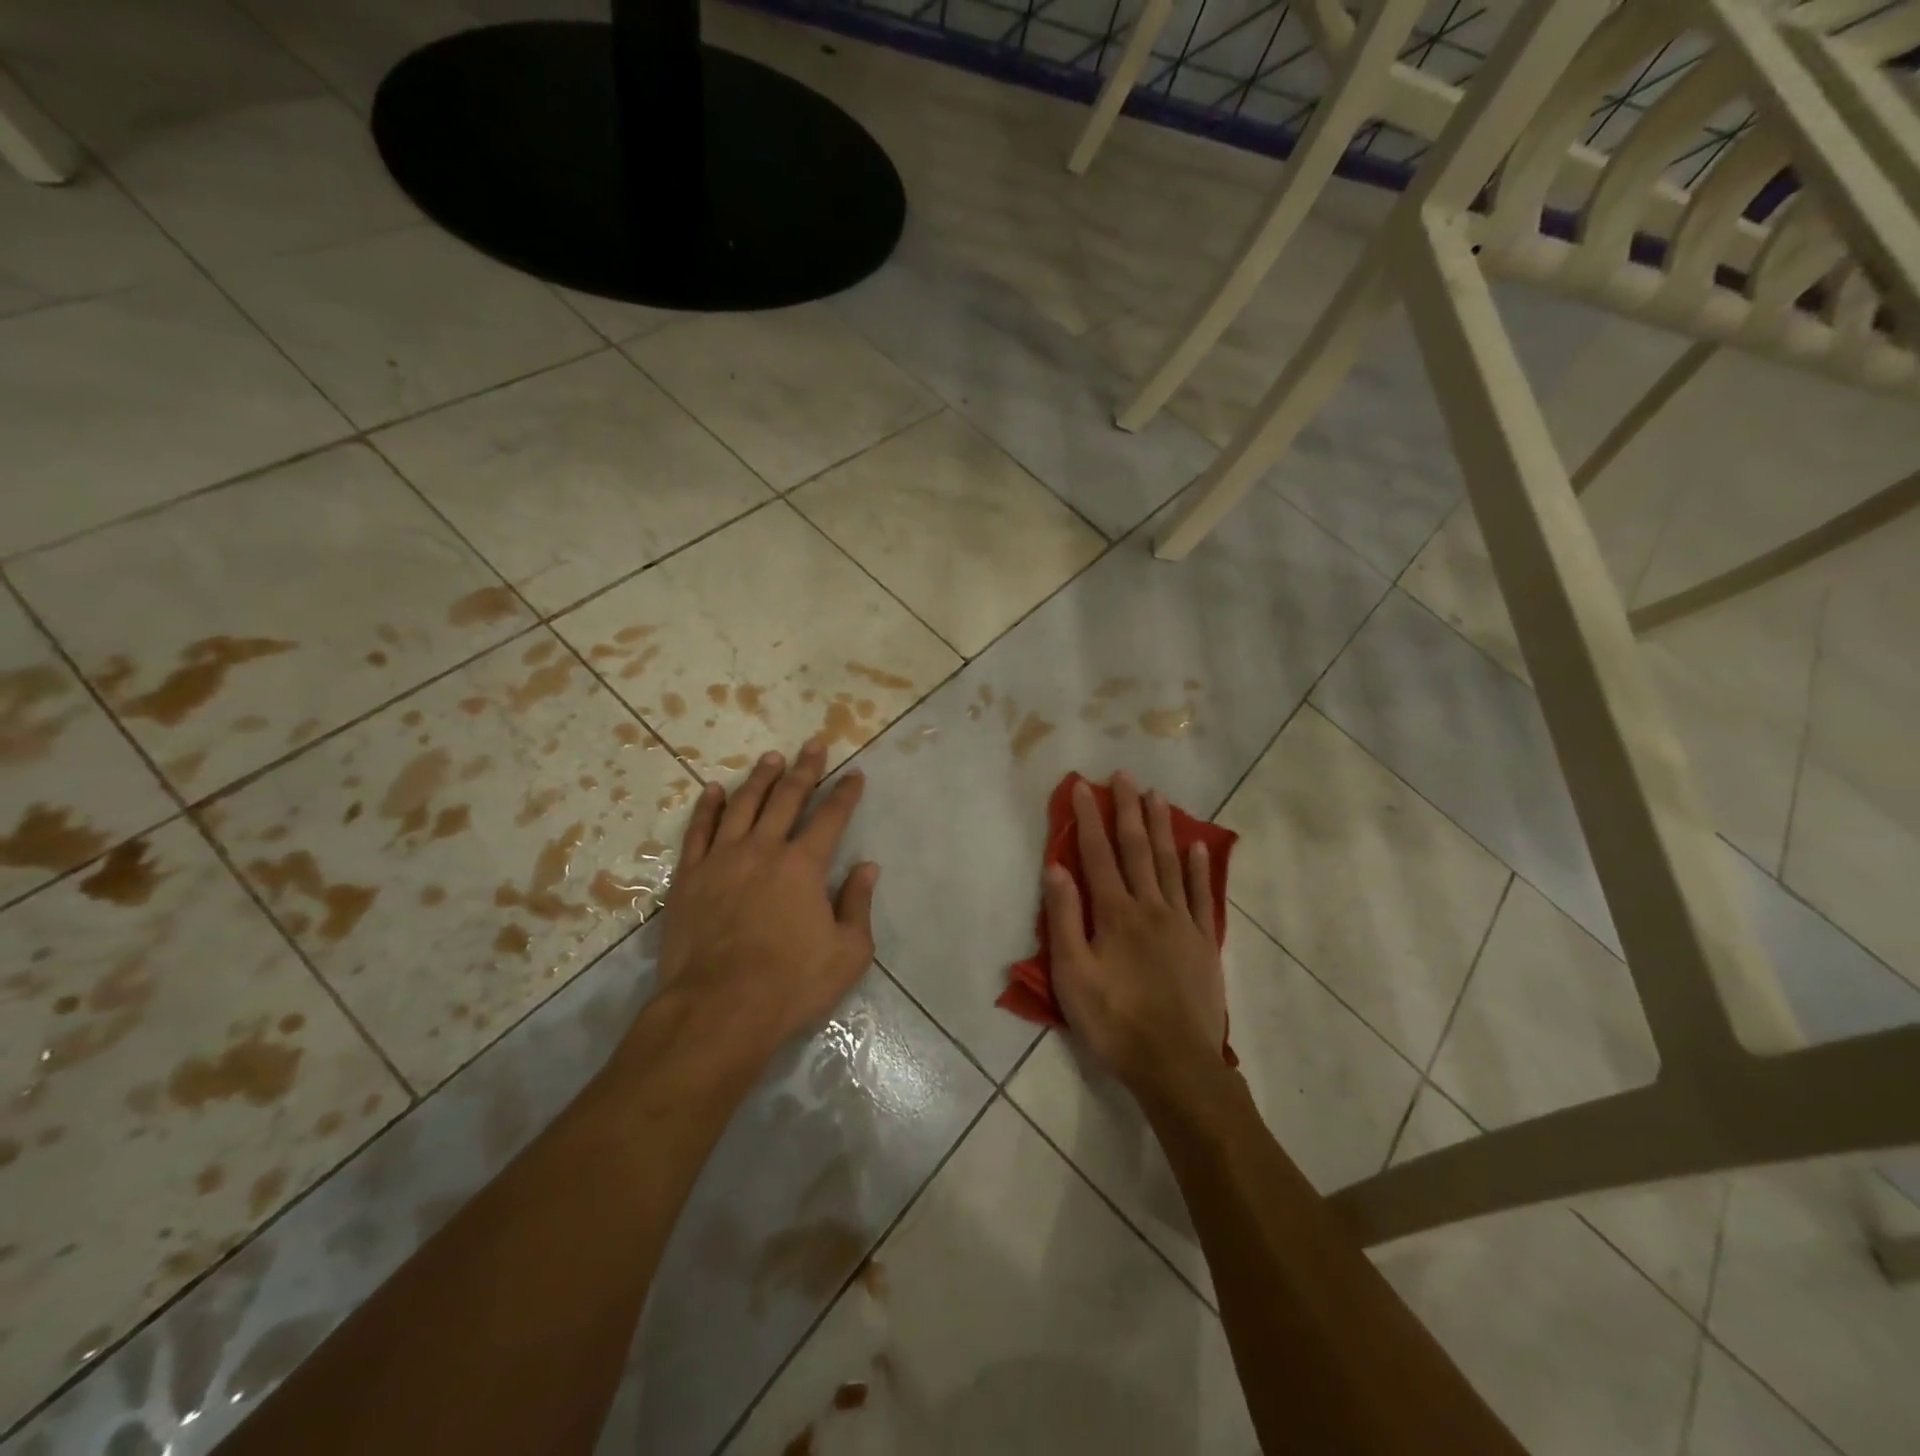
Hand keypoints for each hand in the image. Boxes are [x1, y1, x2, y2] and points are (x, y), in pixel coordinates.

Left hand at [648, 742, 878, 1071]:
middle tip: (814, 744)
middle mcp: (764, 850)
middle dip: (805, 769)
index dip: (845, 793)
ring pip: (743, 805)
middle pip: (787, 798)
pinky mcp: (688, 877)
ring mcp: (722, 860)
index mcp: (804, 866)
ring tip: (772, 758)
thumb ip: (858, 905)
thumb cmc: (790, 985)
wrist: (717, 1010)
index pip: (831, 818)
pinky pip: (698, 832)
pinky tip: (714, 790)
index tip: (854, 774)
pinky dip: (708, 807)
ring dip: (760, 778)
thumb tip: (867, 868)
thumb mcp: (847, 953)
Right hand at [1045, 773, 1226, 1101]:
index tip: (1083, 786)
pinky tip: (1198, 847)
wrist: (1175, 1064)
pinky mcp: (1204, 943)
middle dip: (1128, 810)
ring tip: (1157, 797)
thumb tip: (1056, 867)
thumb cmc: (1114, 1021)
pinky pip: (1203, 896)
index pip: (1097, 854)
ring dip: (1162, 828)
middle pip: (1138, 849)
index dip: (1088, 818)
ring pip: (1171, 864)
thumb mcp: (1073, 975)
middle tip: (1125, 775)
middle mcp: (1150, 906)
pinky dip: (1199, 869)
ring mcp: (1182, 923)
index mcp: (1115, 913)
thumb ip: (1064, 918)